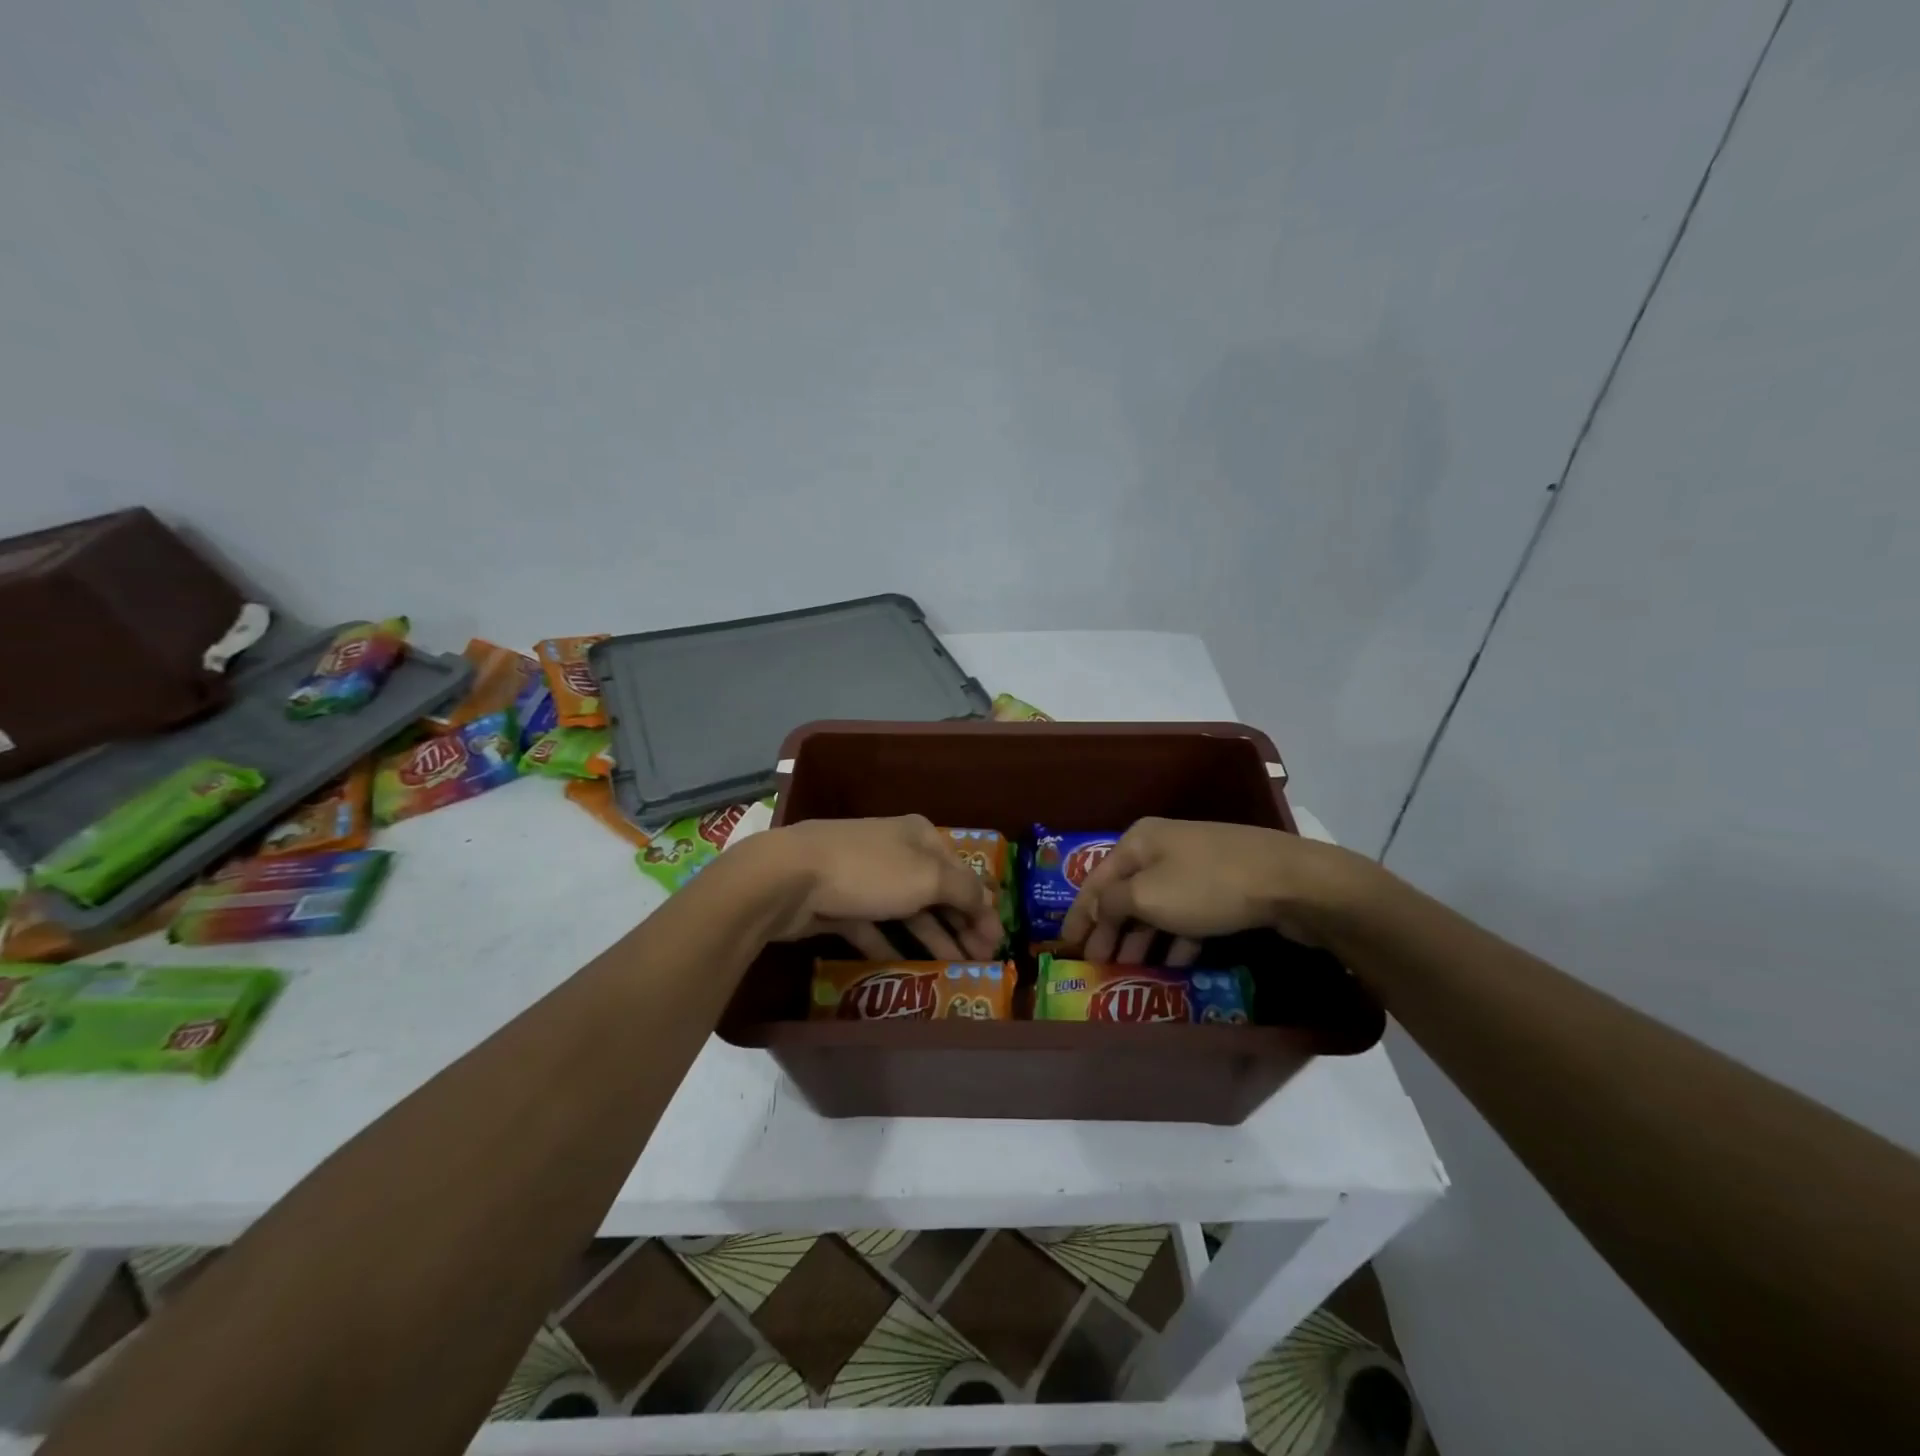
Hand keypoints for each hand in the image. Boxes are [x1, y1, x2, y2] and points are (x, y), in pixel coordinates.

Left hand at [743, 816, 1003, 961]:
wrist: (790, 877)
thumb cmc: (870, 871)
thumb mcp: (928, 877)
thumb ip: (964, 891)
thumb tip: (989, 901)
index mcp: (920, 836)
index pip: (962, 872)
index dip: (982, 906)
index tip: (997, 942)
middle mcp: (896, 852)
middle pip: (937, 892)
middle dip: (961, 925)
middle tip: (980, 962)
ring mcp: (866, 878)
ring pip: (908, 912)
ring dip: (933, 939)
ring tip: (953, 969)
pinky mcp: (841, 904)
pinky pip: (874, 928)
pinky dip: (891, 946)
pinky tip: (907, 968)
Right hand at [1058, 817, 1377, 962]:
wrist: (1289, 881)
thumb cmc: (1206, 885)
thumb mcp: (1146, 895)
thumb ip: (1110, 904)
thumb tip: (1096, 910)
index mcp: (1138, 841)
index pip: (1095, 881)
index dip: (1078, 915)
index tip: (1065, 947)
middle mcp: (1162, 848)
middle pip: (1125, 893)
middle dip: (1109, 930)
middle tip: (1097, 966)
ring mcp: (1196, 866)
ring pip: (1157, 906)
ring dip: (1141, 938)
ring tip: (1131, 970)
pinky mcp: (1224, 887)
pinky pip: (1187, 915)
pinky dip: (1175, 938)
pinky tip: (1173, 964)